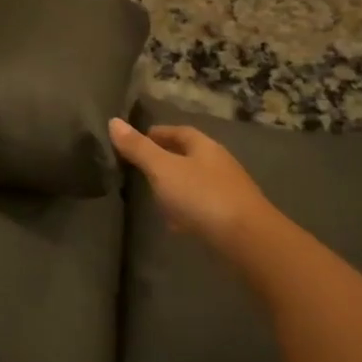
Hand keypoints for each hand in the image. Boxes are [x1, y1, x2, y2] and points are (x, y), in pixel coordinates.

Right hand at [110, 117, 270, 250]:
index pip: (180, 132)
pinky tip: (175, 224)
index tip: (138, 139)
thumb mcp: (163, 169)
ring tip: (153, 197)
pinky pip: (202, 207)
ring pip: (196, 183)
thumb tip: (113, 121)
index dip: (159, 133)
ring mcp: (228, 192)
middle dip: (167, 160)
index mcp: (205, 147)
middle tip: (141, 168)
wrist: (247, 240)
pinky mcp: (231, 218)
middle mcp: (219, 164)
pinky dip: (186, 210)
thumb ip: (138, 148)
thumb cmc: (202, 197)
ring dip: (176, 187)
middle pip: (189, 156)